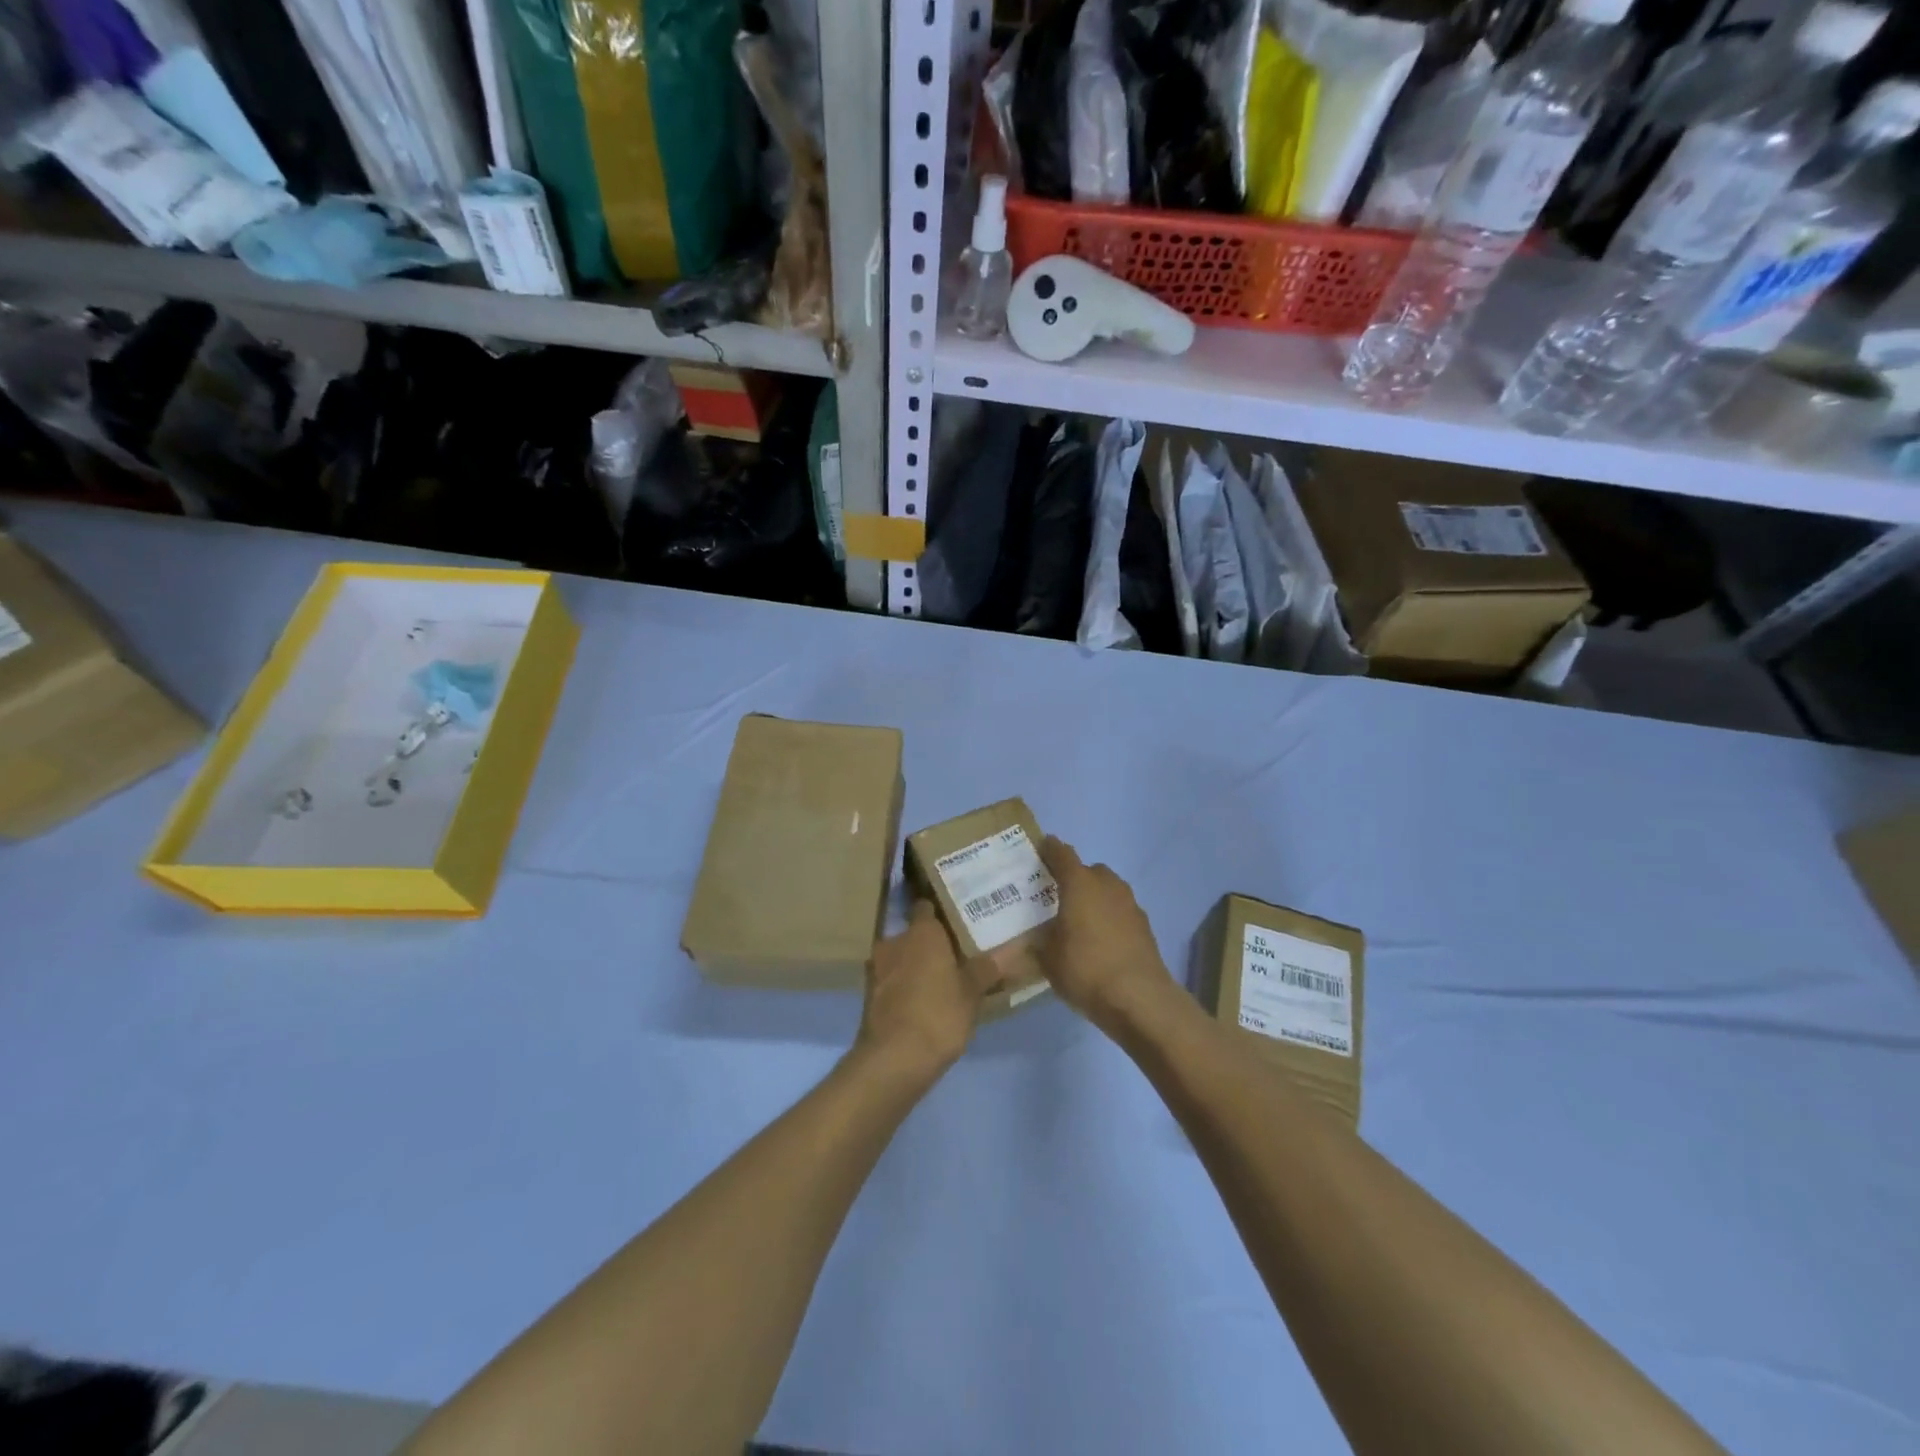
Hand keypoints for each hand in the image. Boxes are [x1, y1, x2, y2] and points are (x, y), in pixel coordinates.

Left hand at [855, 901, 1000, 1082]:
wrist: (893, 1059)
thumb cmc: (938, 1014)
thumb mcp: (972, 993)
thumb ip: (987, 968)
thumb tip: (1012, 948)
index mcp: (921, 932)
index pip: (927, 906)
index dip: (940, 911)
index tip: (957, 918)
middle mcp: (894, 942)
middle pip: (913, 934)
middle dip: (929, 943)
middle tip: (954, 953)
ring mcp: (876, 969)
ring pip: (900, 958)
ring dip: (914, 966)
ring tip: (940, 979)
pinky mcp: (868, 996)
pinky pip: (891, 981)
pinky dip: (903, 987)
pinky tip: (921, 1002)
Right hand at [1036, 837, 1174, 1035]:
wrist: (1139, 998)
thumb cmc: (1086, 969)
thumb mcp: (1048, 958)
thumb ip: (1037, 942)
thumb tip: (1031, 938)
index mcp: (1080, 883)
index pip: (1062, 854)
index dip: (1050, 849)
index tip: (1040, 849)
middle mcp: (1107, 885)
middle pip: (1089, 870)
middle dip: (1075, 878)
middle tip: (1057, 895)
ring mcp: (1130, 904)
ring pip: (1108, 890)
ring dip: (1095, 898)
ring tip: (1079, 920)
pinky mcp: (1144, 926)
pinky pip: (1120, 911)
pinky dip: (1109, 918)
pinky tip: (1100, 941)